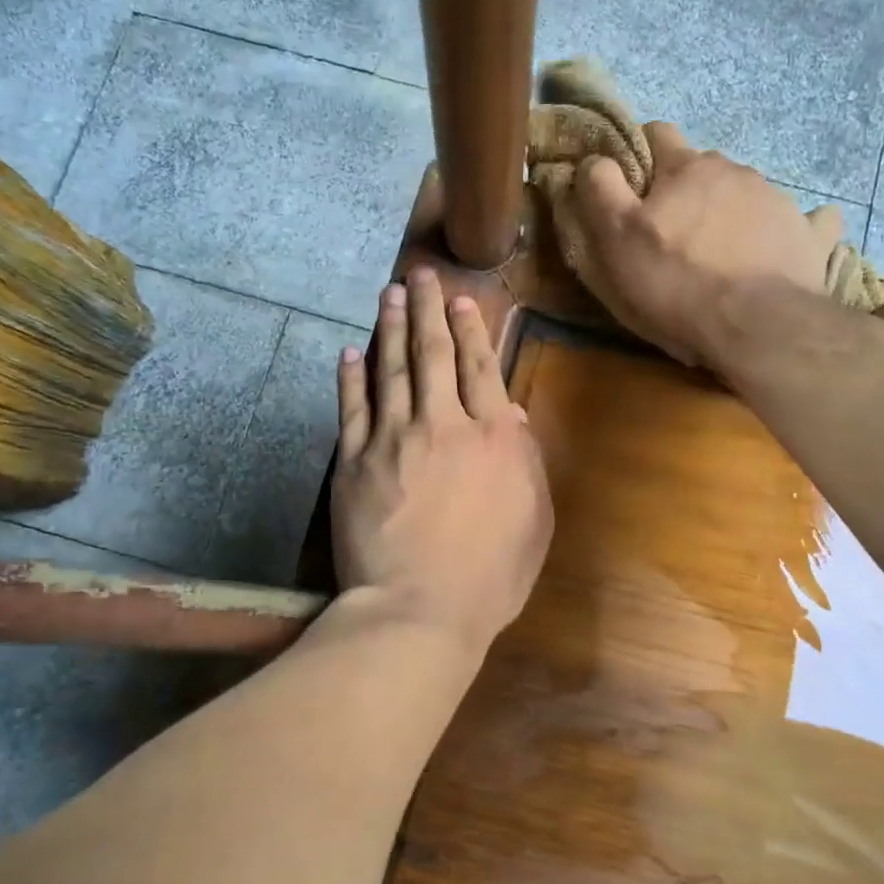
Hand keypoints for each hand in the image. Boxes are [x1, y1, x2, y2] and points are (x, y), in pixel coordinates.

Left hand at [331, 268, 553, 654]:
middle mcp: (442, 423)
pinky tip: (350, 351)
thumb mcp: (533, 519)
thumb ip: (525, 461)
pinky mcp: (354, 460)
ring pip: (391, 368)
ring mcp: (392, 438)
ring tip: (389, 293)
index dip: (471, 329)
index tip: (462, 300)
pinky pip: (351, 407)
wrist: (419, 609)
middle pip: (432, 353)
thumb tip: (509, 413)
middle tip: (421, 274)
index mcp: (491, 436)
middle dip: (428, 308)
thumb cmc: (490, 575)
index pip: (480, 367)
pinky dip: (350, 376)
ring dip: (389, 326)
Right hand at [573, 122, 842, 371]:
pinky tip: (780, 249)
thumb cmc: (676, 281)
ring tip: (718, 256)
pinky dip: (787, 230)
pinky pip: (803, 221)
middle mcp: (735, 171)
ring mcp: (778, 199)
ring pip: (745, 193)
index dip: (640, 155)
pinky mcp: (808, 235)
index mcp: (687, 167)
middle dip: (685, 190)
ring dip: (727, 212)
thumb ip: (601, 189)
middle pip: (703, 167)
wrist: (757, 325)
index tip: (631, 187)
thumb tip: (594, 158)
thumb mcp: (617, 237)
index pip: (657, 134)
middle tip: (671, 234)